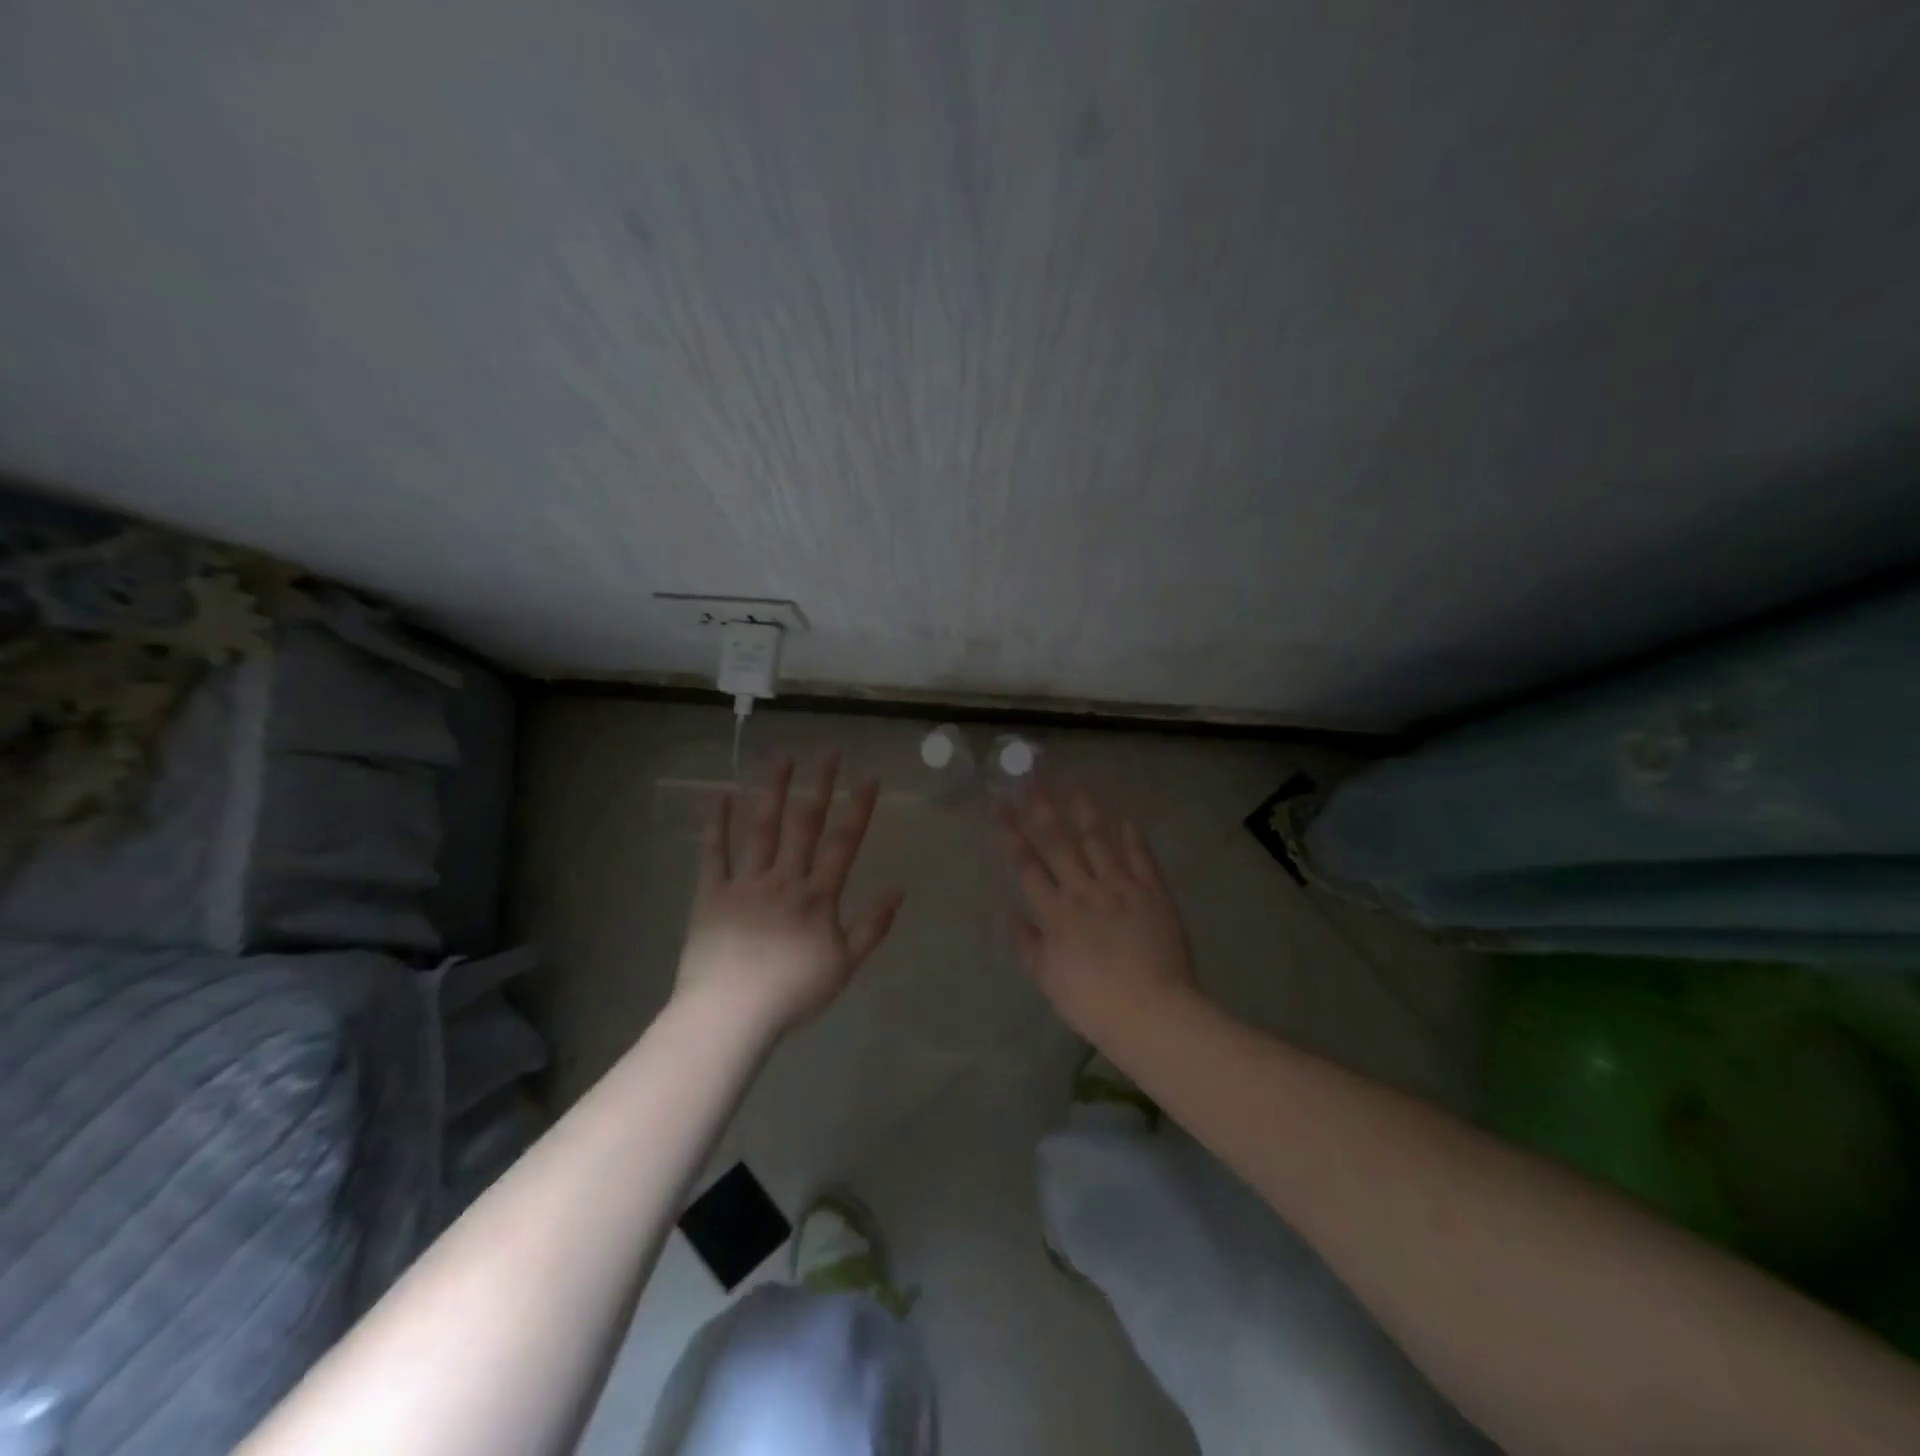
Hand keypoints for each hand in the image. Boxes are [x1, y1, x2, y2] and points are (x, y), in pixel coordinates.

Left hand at [677, 755, 903, 1033]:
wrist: (730, 1014)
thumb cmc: (792, 993)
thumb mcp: (845, 966)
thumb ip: (873, 926)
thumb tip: (899, 890)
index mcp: (817, 896)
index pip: (844, 843)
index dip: (858, 809)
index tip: (869, 778)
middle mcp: (784, 879)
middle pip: (804, 824)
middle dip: (820, 786)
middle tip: (829, 752)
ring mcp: (745, 883)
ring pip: (761, 828)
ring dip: (772, 791)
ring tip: (781, 758)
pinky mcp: (712, 893)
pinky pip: (714, 853)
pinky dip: (716, 823)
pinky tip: (718, 794)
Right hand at [997, 783, 1198, 1038]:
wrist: (1151, 1012)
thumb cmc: (1092, 1003)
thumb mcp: (1048, 980)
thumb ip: (1028, 944)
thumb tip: (1011, 913)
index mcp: (1055, 913)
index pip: (1026, 865)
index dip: (1010, 832)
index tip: (999, 804)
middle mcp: (1084, 890)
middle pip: (1058, 842)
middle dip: (1040, 808)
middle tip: (1029, 777)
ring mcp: (1120, 887)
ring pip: (1097, 840)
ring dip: (1083, 810)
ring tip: (1072, 783)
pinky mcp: (1152, 892)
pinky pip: (1139, 856)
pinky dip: (1130, 835)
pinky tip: (1123, 815)